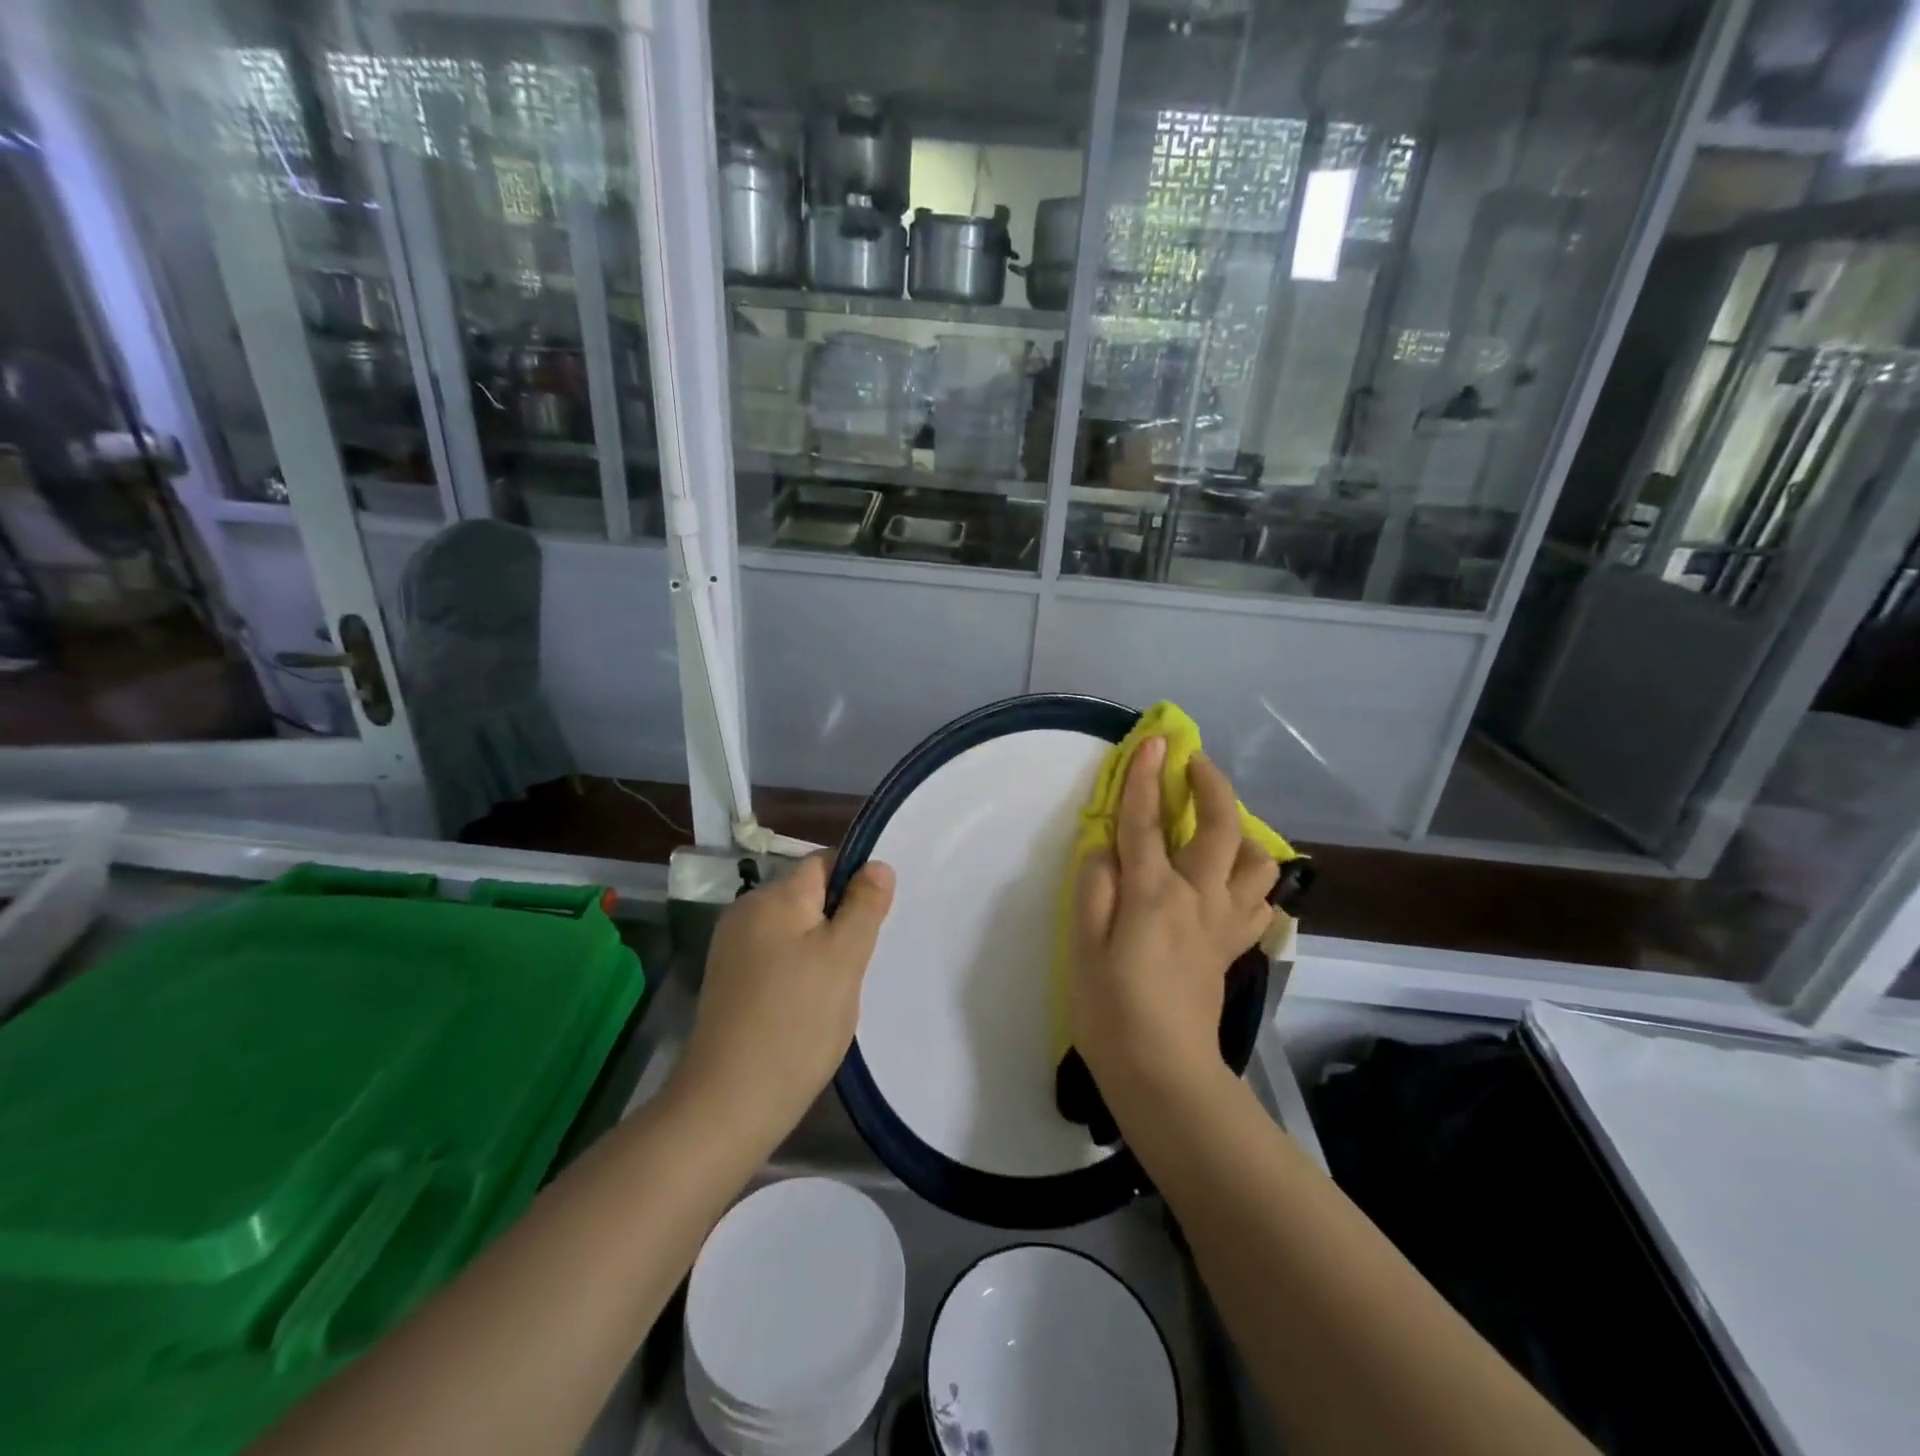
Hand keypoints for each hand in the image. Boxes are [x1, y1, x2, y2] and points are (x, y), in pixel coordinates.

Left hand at [675, 854, 894, 1139]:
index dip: (857, 880)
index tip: (877, 919)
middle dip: (840, 920)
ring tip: (837, 989)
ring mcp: (732, 949)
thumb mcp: (844, 958)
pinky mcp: (728, 982)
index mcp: (774, 898)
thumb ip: (864, 905)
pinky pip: (775, 957)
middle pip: (808, 896)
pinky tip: (808, 1006)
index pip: (825, 863)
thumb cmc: (797, 1022)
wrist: (729, 1102)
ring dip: (820, 949)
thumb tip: (876, 864)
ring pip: (794, 930)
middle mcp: (746, 912)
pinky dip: (798, 971)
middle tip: (860, 962)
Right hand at [1070, 737, 1277, 1097]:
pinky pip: (1258, 903)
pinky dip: (1252, 880)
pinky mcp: (1232, 947)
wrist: (1164, 1074)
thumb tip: (1105, 849)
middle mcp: (1197, 898)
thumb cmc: (1110, 1011)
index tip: (1152, 740)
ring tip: (1220, 827)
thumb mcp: (1082, 947)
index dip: (1145, 777)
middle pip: (1220, 828)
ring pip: (1257, 863)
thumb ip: (1094, 888)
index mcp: (1153, 894)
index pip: (1147, 821)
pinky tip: (1232, 881)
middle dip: (1212, 785)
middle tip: (1195, 764)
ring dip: (1243, 832)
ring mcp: (1223, 924)